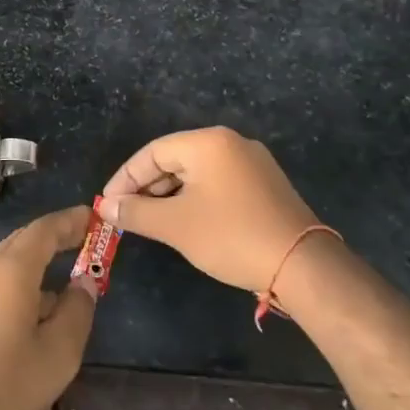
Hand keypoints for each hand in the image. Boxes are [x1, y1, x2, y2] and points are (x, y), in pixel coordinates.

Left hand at [0, 207, 97, 409]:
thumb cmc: (6, 381)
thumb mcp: (59, 351)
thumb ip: (77, 310)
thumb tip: (84, 282)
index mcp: (13, 269)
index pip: (44, 229)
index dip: (70, 220)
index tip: (93, 216)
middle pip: (25, 239)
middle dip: (56, 235)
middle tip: (86, 238)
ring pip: (11, 261)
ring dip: (40, 259)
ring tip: (69, 273)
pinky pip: (0, 281)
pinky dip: (25, 280)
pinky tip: (40, 308)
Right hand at [101, 127, 330, 294]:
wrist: (304, 266)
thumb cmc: (231, 236)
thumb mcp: (175, 225)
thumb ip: (135, 213)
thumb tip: (105, 207)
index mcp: (207, 142)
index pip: (152, 152)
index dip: (125, 178)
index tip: (107, 203)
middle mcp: (231, 143)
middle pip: (175, 159)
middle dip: (147, 187)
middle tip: (127, 214)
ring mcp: (252, 163)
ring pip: (197, 172)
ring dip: (170, 195)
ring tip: (152, 221)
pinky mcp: (265, 185)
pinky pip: (218, 183)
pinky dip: (195, 198)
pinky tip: (186, 221)